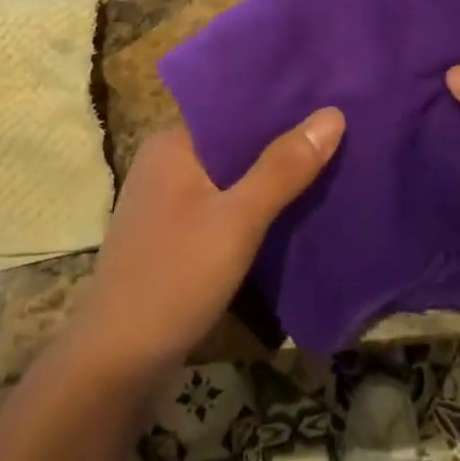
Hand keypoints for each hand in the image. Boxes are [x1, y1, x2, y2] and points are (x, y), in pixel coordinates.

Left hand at [68, 109, 344, 384]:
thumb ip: (283, 168)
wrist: (117, 362)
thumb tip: (332, 113)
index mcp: (172, 144)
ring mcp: (168, 202)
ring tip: (329, 164)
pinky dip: (255, 206)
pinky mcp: (175, 236)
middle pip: (234, 142)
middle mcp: (166, 163)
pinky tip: (293, 210)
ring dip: (271, 177)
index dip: (280, 103)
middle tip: (341, 132)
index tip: (328, 98)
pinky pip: (223, 206)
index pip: (232, 107)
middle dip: (282, 141)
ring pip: (231, 177)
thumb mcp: (237, 220)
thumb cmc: (175, 277)